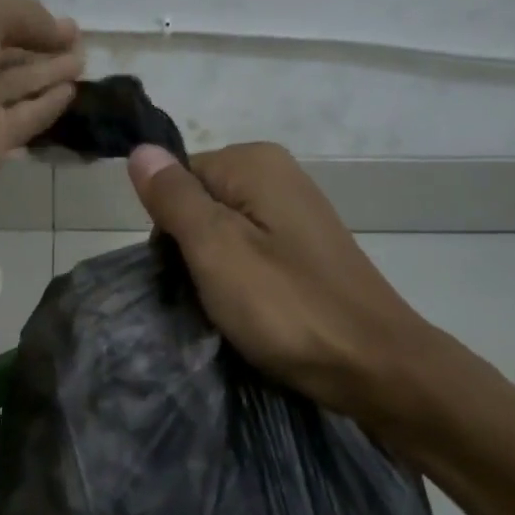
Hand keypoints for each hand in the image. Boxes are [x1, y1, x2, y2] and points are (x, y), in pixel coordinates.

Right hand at [128, 141, 461, 429]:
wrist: (374, 364)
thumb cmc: (287, 306)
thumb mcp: (216, 249)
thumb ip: (174, 198)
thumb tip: (139, 149)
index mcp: (254, 162)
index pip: (176, 180)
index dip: (169, 228)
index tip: (184, 272)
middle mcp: (278, 173)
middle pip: (200, 203)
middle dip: (192, 249)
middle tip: (207, 294)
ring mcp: (296, 210)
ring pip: (224, 231)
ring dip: (215, 269)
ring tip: (230, 307)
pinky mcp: (306, 246)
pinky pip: (252, 250)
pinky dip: (243, 278)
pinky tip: (253, 308)